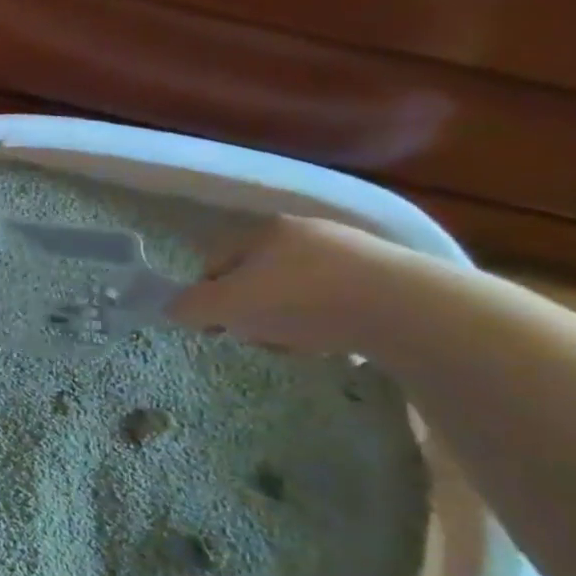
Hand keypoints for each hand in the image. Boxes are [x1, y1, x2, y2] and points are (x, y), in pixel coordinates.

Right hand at [167, 214, 406, 353]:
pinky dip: (327, 320)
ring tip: (302, 344)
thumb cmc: (300, 300)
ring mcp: (347, 250)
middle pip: (255, 279)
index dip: (207, 297)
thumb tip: (172, 307)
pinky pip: (335, 300)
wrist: (403, 307)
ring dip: (288, 319)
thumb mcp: (228, 306)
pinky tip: (336, 339)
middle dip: (251, 311)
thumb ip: (191, 306)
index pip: (214, 262)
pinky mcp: (384, 275)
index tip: (217, 328)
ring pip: (295, 291)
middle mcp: (303, 231)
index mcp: (262, 231)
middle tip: (259, 337)